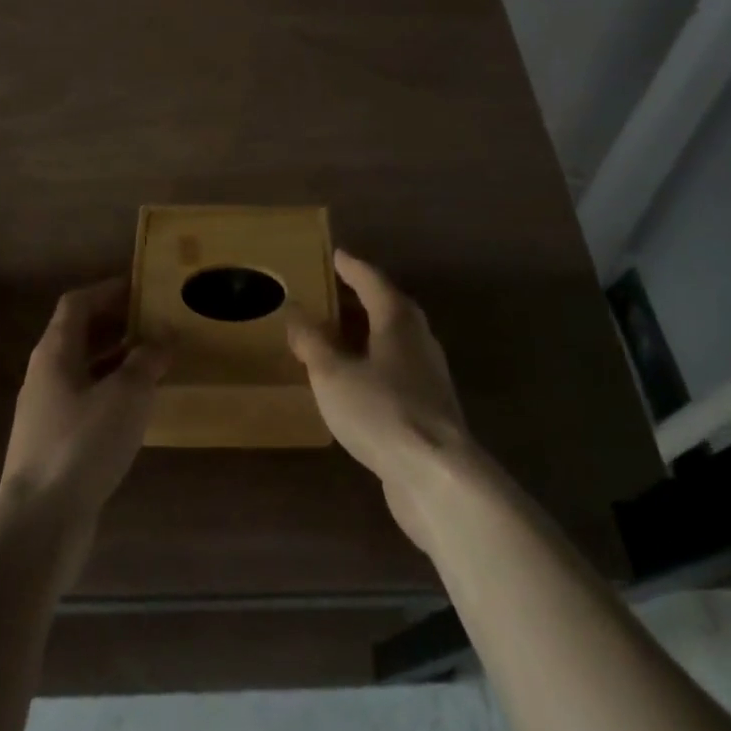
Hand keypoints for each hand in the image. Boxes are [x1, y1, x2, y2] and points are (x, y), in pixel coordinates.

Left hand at [1, 278, 167, 527]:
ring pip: (86, 370)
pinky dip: (113, 392)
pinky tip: (139, 406)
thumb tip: (163, 334)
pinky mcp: (56, 442)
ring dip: (118, 359)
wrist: (39, 521)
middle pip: (80, 335)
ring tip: (156, 360)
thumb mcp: (127, 394)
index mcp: (56, 352)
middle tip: (157, 321)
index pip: (78, 303)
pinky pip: (88, 401)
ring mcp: (48, 411)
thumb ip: (147, 359)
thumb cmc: (83, 443)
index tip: (143, 287)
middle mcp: (46, 374)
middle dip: (118, 324)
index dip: (109, 290)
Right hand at [287, 250, 472, 548]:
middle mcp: (418, 339)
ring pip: (394, 340)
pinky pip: (396, 370)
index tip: (335, 255)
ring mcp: (429, 374)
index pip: (371, 280)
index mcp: (397, 319)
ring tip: (337, 336)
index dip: (351, 267)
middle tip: (331, 293)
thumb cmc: (381, 411)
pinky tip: (356, 381)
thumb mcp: (333, 374)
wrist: (436, 475)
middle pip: (387, 307)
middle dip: (359, 298)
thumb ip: (312, 341)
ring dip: (367, 333)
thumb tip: (294, 310)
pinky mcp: (430, 407)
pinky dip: (373, 363)